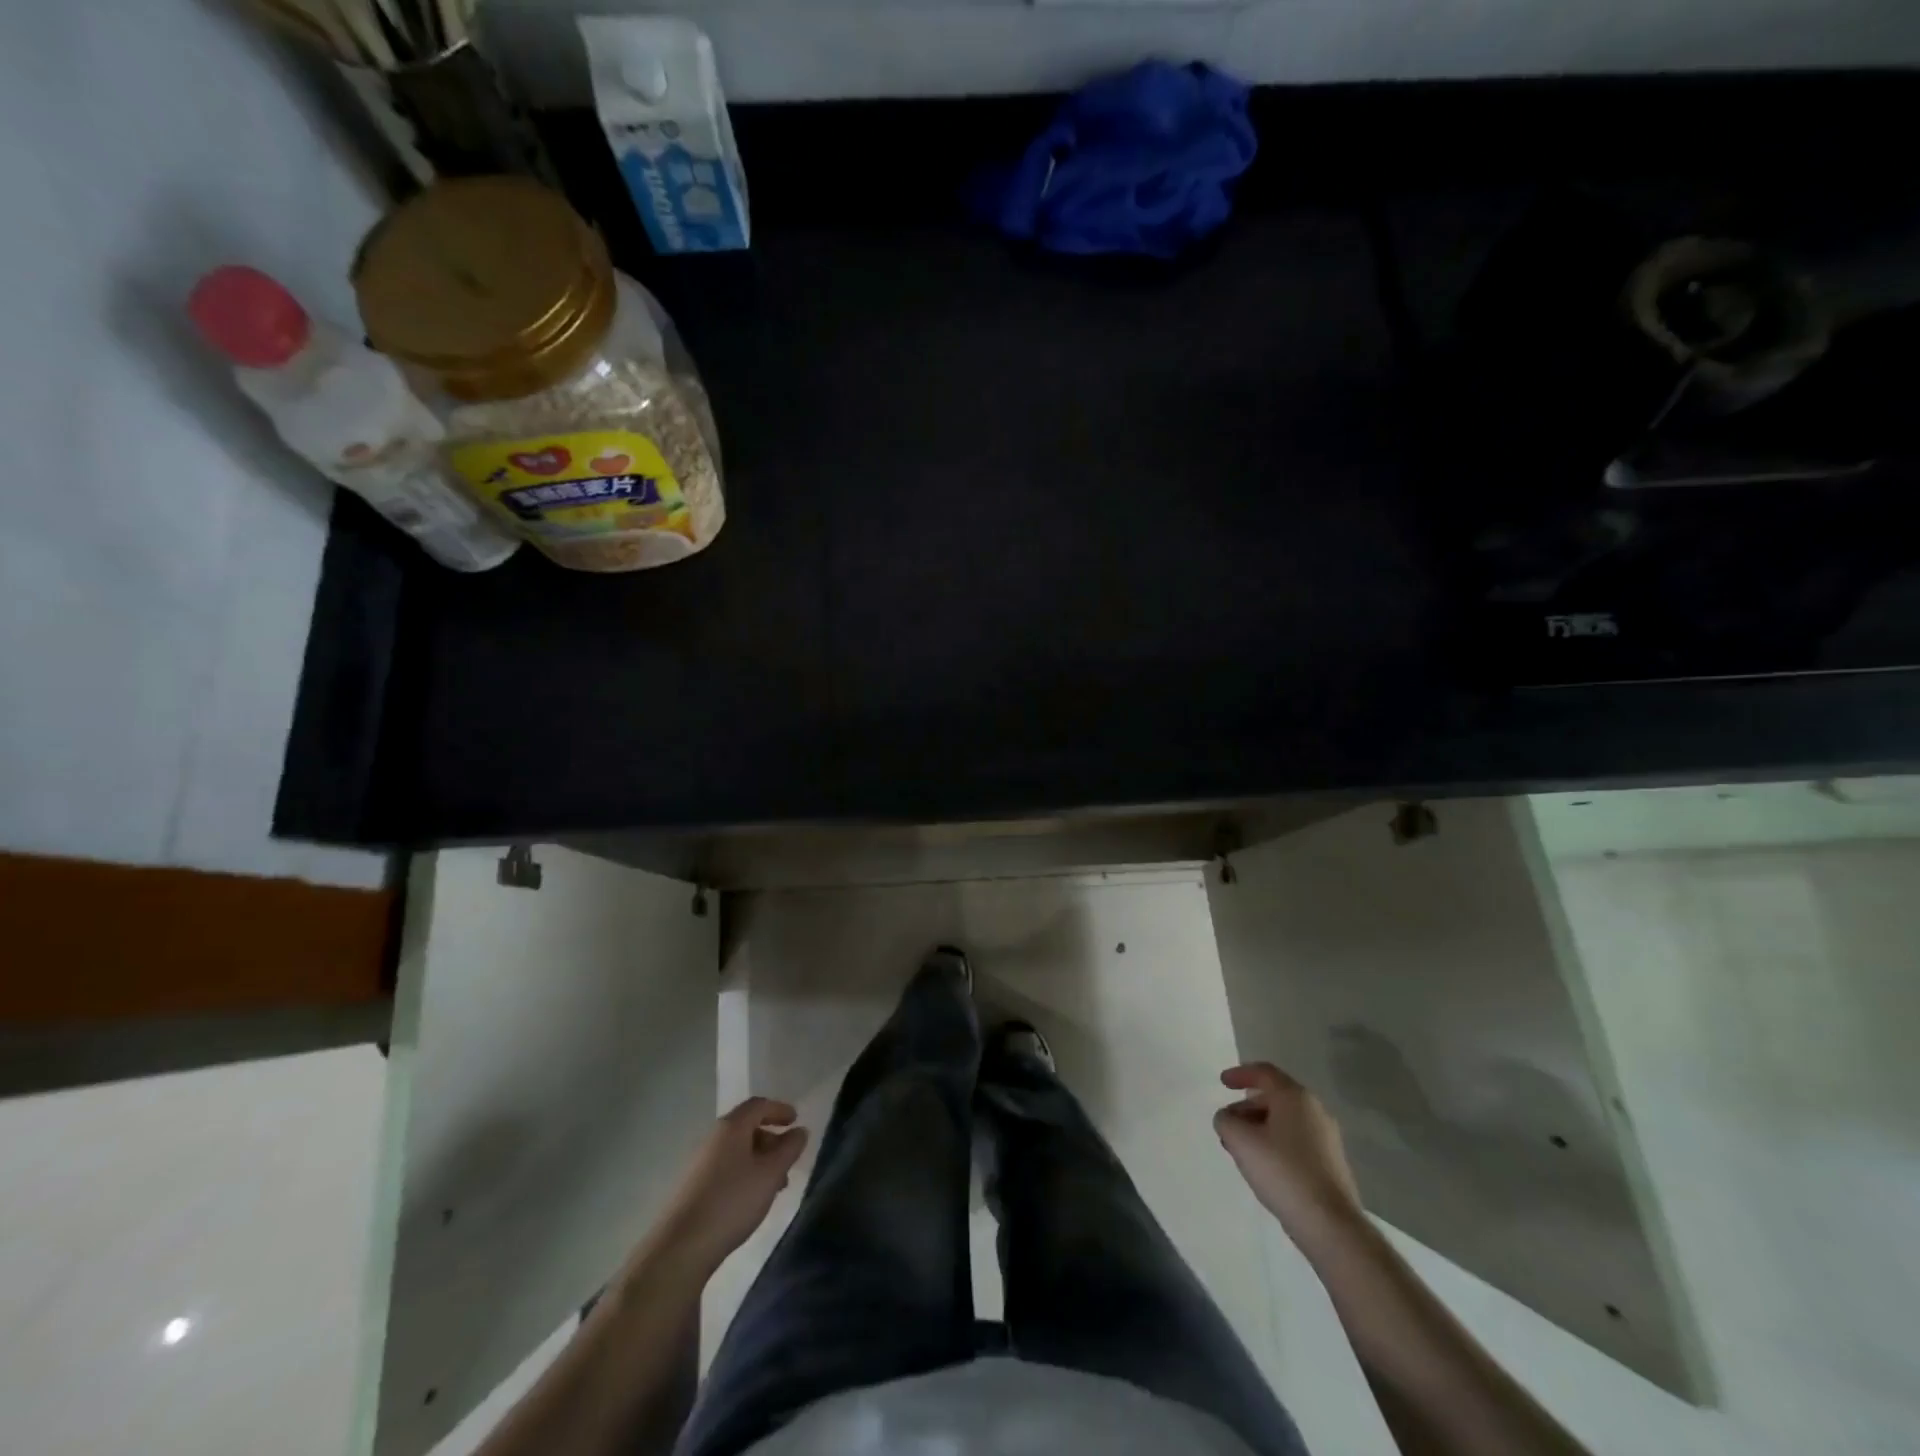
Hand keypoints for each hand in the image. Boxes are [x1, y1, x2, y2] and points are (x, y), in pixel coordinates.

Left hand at [658, 1097, 809, 1268]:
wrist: (680, 1247)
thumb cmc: (732, 1202)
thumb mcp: (770, 1174)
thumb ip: (789, 1149)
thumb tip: (800, 1131)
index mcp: (731, 1127)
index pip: (758, 1105)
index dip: (779, 1109)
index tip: (796, 1121)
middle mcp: (713, 1138)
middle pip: (747, 1127)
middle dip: (771, 1139)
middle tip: (788, 1159)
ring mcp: (700, 1163)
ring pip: (737, 1151)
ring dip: (759, 1160)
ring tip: (775, 1186)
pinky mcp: (693, 1187)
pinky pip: (726, 1168)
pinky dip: (744, 1173)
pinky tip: (751, 1199)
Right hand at [1214, 1062, 1362, 1239]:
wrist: (1331, 1225)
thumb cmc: (1283, 1172)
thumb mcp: (1240, 1141)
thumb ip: (1225, 1120)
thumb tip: (1227, 1118)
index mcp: (1295, 1097)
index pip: (1264, 1072)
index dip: (1240, 1074)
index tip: (1222, 1083)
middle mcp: (1315, 1110)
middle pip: (1274, 1098)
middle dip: (1246, 1108)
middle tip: (1228, 1124)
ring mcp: (1327, 1138)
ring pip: (1285, 1121)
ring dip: (1260, 1128)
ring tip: (1241, 1149)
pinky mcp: (1332, 1163)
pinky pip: (1297, 1141)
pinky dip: (1276, 1144)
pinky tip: (1265, 1167)